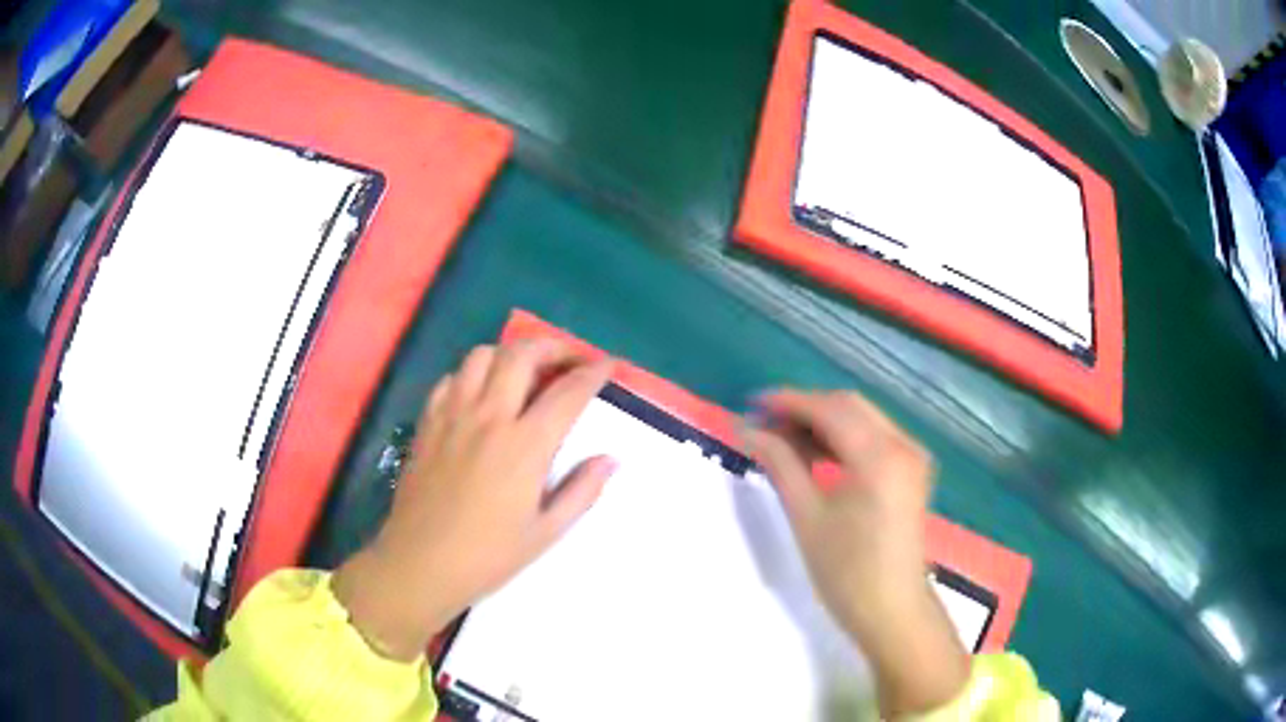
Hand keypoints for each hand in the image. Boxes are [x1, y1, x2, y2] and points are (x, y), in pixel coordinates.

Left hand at [333, 340, 615, 660]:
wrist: (420, 563)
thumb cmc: (488, 556)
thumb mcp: (546, 532)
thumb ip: (582, 491)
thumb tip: (611, 460)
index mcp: (525, 446)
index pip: (568, 392)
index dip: (594, 372)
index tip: (608, 366)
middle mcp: (489, 416)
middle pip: (523, 354)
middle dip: (554, 347)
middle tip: (571, 359)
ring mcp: (453, 415)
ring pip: (483, 355)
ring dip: (511, 354)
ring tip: (525, 371)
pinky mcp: (428, 422)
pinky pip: (451, 378)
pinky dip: (473, 373)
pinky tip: (480, 393)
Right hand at [742, 390, 968, 717]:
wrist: (892, 610)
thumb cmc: (846, 572)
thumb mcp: (806, 517)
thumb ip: (780, 464)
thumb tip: (748, 430)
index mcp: (879, 456)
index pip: (829, 409)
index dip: (788, 402)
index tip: (751, 404)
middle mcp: (902, 445)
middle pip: (848, 406)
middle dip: (805, 409)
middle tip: (765, 425)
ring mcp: (912, 456)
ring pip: (862, 419)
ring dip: (823, 423)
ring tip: (783, 442)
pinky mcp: (912, 471)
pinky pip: (874, 437)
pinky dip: (843, 438)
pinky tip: (815, 455)